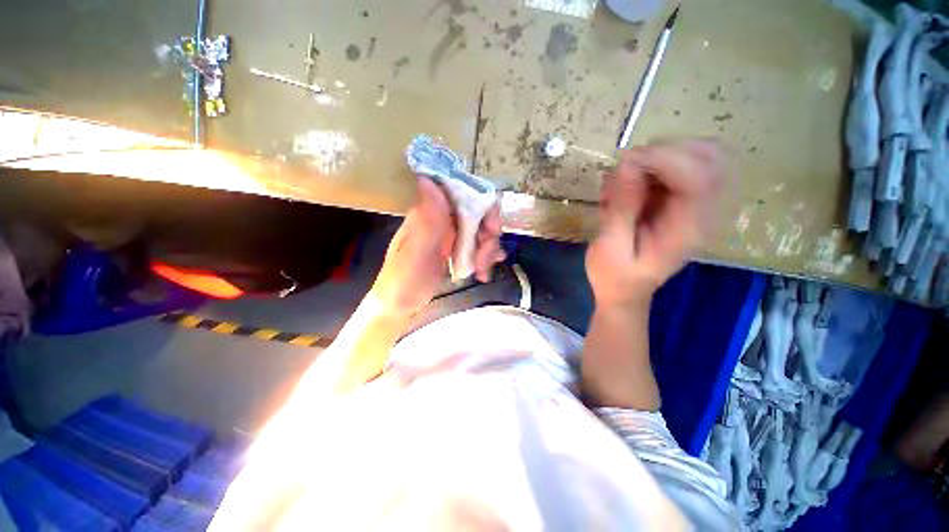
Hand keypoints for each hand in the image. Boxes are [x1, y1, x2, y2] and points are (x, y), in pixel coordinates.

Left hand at [370, 176, 504, 316]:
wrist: (398, 305)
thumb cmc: (403, 281)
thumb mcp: (416, 254)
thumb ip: (427, 221)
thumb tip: (427, 178)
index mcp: (428, 213)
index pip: (461, 193)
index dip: (483, 206)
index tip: (491, 229)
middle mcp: (440, 218)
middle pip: (476, 212)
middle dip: (488, 234)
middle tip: (487, 257)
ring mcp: (447, 233)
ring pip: (480, 230)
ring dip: (487, 249)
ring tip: (482, 270)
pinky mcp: (453, 248)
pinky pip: (476, 245)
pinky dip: (484, 258)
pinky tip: (483, 272)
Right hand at [586, 139, 724, 306]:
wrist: (625, 291)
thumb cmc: (615, 276)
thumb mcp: (609, 247)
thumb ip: (621, 208)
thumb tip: (627, 164)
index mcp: (689, 229)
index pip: (700, 177)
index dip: (665, 158)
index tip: (626, 162)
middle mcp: (705, 212)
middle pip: (711, 156)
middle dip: (665, 151)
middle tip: (625, 168)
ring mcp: (698, 205)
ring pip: (700, 154)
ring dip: (659, 157)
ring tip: (624, 181)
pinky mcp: (685, 201)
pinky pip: (683, 164)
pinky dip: (654, 165)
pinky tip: (630, 186)